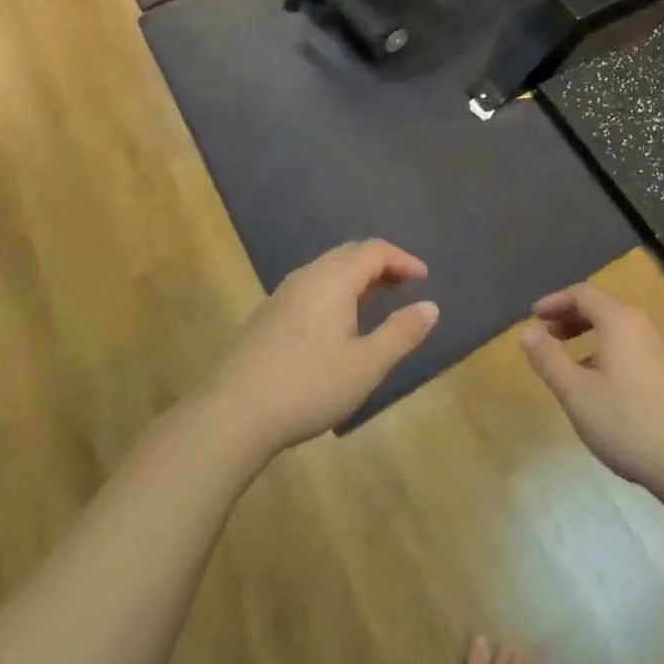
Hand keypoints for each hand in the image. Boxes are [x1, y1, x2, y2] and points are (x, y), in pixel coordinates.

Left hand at [205, 240, 438, 454]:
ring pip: (327, 271)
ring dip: (357, 279)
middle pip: (349, 254)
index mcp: (334, 278)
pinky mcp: (267, 316)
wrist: (232, 414)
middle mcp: (307, 276)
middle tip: (404, 287)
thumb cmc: (309, 385)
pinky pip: (311, 288)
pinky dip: (335, 292)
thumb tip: (431, 306)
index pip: (374, 250)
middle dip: (381, 265)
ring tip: (376, 303)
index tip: (424, 278)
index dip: (403, 259)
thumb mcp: (367, 364)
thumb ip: (402, 332)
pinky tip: (337, 325)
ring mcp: (282, 295)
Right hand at [520, 284, 663, 495]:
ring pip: (616, 327)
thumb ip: (548, 359)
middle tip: (546, 335)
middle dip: (570, 316)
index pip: (583, 293)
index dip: (555, 301)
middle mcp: (642, 325)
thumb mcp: (576, 393)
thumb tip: (528, 332)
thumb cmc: (628, 422)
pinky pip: (628, 345)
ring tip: (565, 360)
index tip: (533, 315)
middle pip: (601, 306)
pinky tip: (596, 382)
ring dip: (587, 334)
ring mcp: (659, 347)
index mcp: (620, 320)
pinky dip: (604, 349)